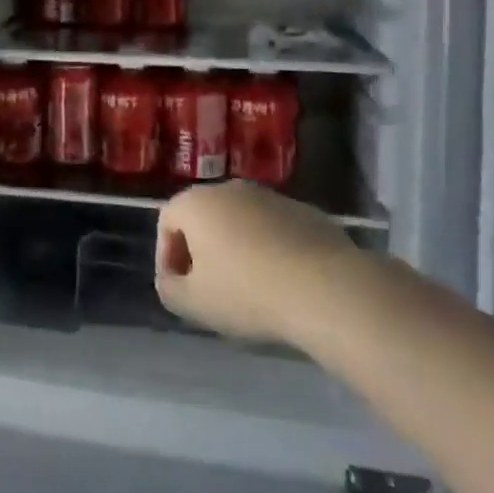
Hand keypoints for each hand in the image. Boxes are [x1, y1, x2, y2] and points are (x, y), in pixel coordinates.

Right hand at [155, 181, 357, 347]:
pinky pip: (274, 229)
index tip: (179, 288)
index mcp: (197, 203)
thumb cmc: (247, 293)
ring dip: (236, 248)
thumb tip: (172, 280)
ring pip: (240, 221)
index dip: (166, 256)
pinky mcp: (306, 212)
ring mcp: (271, 197)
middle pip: (204, 217)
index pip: (167, 221)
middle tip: (210, 287)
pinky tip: (282, 281)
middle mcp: (230, 189)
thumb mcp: (193, 303)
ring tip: (249, 287)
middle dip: (201, 250)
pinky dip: (270, 249)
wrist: (327, 289)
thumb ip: (169, 288)